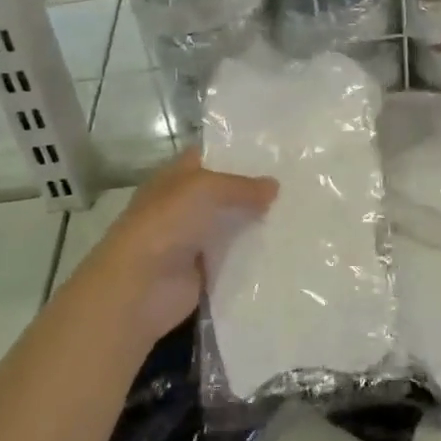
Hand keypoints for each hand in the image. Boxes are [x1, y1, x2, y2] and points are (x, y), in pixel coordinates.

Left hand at [70, 149, 277, 347]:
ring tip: (299, 213)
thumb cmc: (166, 224)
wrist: (140, 287)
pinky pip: (236, 258)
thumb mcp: (205, 189)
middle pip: (224, 193)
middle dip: (255, 189)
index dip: (236, 153)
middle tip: (296, 183)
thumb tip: (275, 186)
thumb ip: (242, 186)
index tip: (274, 152)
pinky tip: (286, 247)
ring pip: (233, 225)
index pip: (208, 157)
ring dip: (258, 223)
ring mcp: (193, 240)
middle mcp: (183, 206)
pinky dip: (255, 255)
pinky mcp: (205, 271)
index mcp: (174, 179)